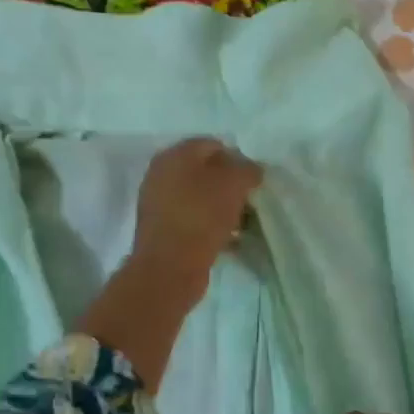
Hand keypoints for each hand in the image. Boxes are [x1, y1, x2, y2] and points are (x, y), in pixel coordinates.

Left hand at [129, 137, 261, 299]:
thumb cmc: (201, 216)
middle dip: (230, 185)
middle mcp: (161, 175)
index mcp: (174, 155)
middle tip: (250, 200)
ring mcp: (159, 204)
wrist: (169, 268)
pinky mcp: (163, 231)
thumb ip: (247, 170)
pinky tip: (230, 239)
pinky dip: (212, 226)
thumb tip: (251, 170)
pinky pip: (194, 221)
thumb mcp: (233, 184)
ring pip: (200, 198)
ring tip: (243, 222)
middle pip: (205, 172)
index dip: (237, 158)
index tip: (254, 179)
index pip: (212, 145)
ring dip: (222, 207)